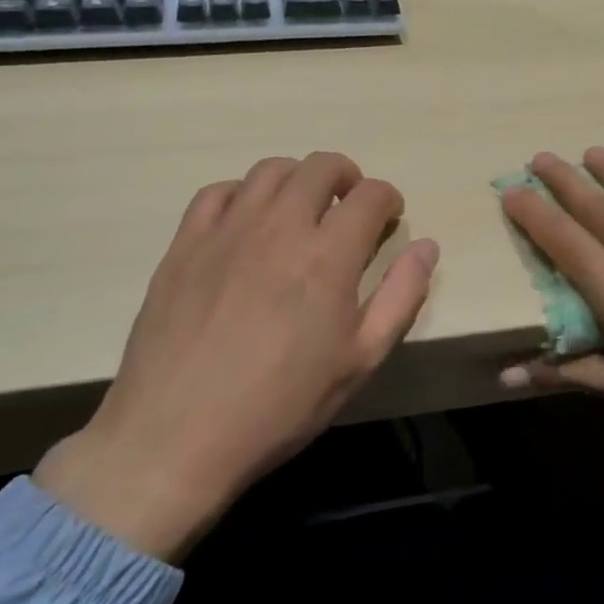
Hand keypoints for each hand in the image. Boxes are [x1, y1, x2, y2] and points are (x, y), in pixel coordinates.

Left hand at [35, 153, 438, 560]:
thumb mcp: (360, 361)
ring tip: (301, 211)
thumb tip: (427, 246)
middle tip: (349, 209)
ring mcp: (227, 230)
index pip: (371, 195)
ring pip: (271, 170)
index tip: (388, 220)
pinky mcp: (185, 244)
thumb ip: (401, 296)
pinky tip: (248, 223)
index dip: (388, 200)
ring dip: (298, 180)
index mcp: (328, 256)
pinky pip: (218, 191)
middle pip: (321, 166)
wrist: (175, 437)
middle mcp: (279, 227)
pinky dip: (244, 194)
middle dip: (348, 178)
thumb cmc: (281, 405)